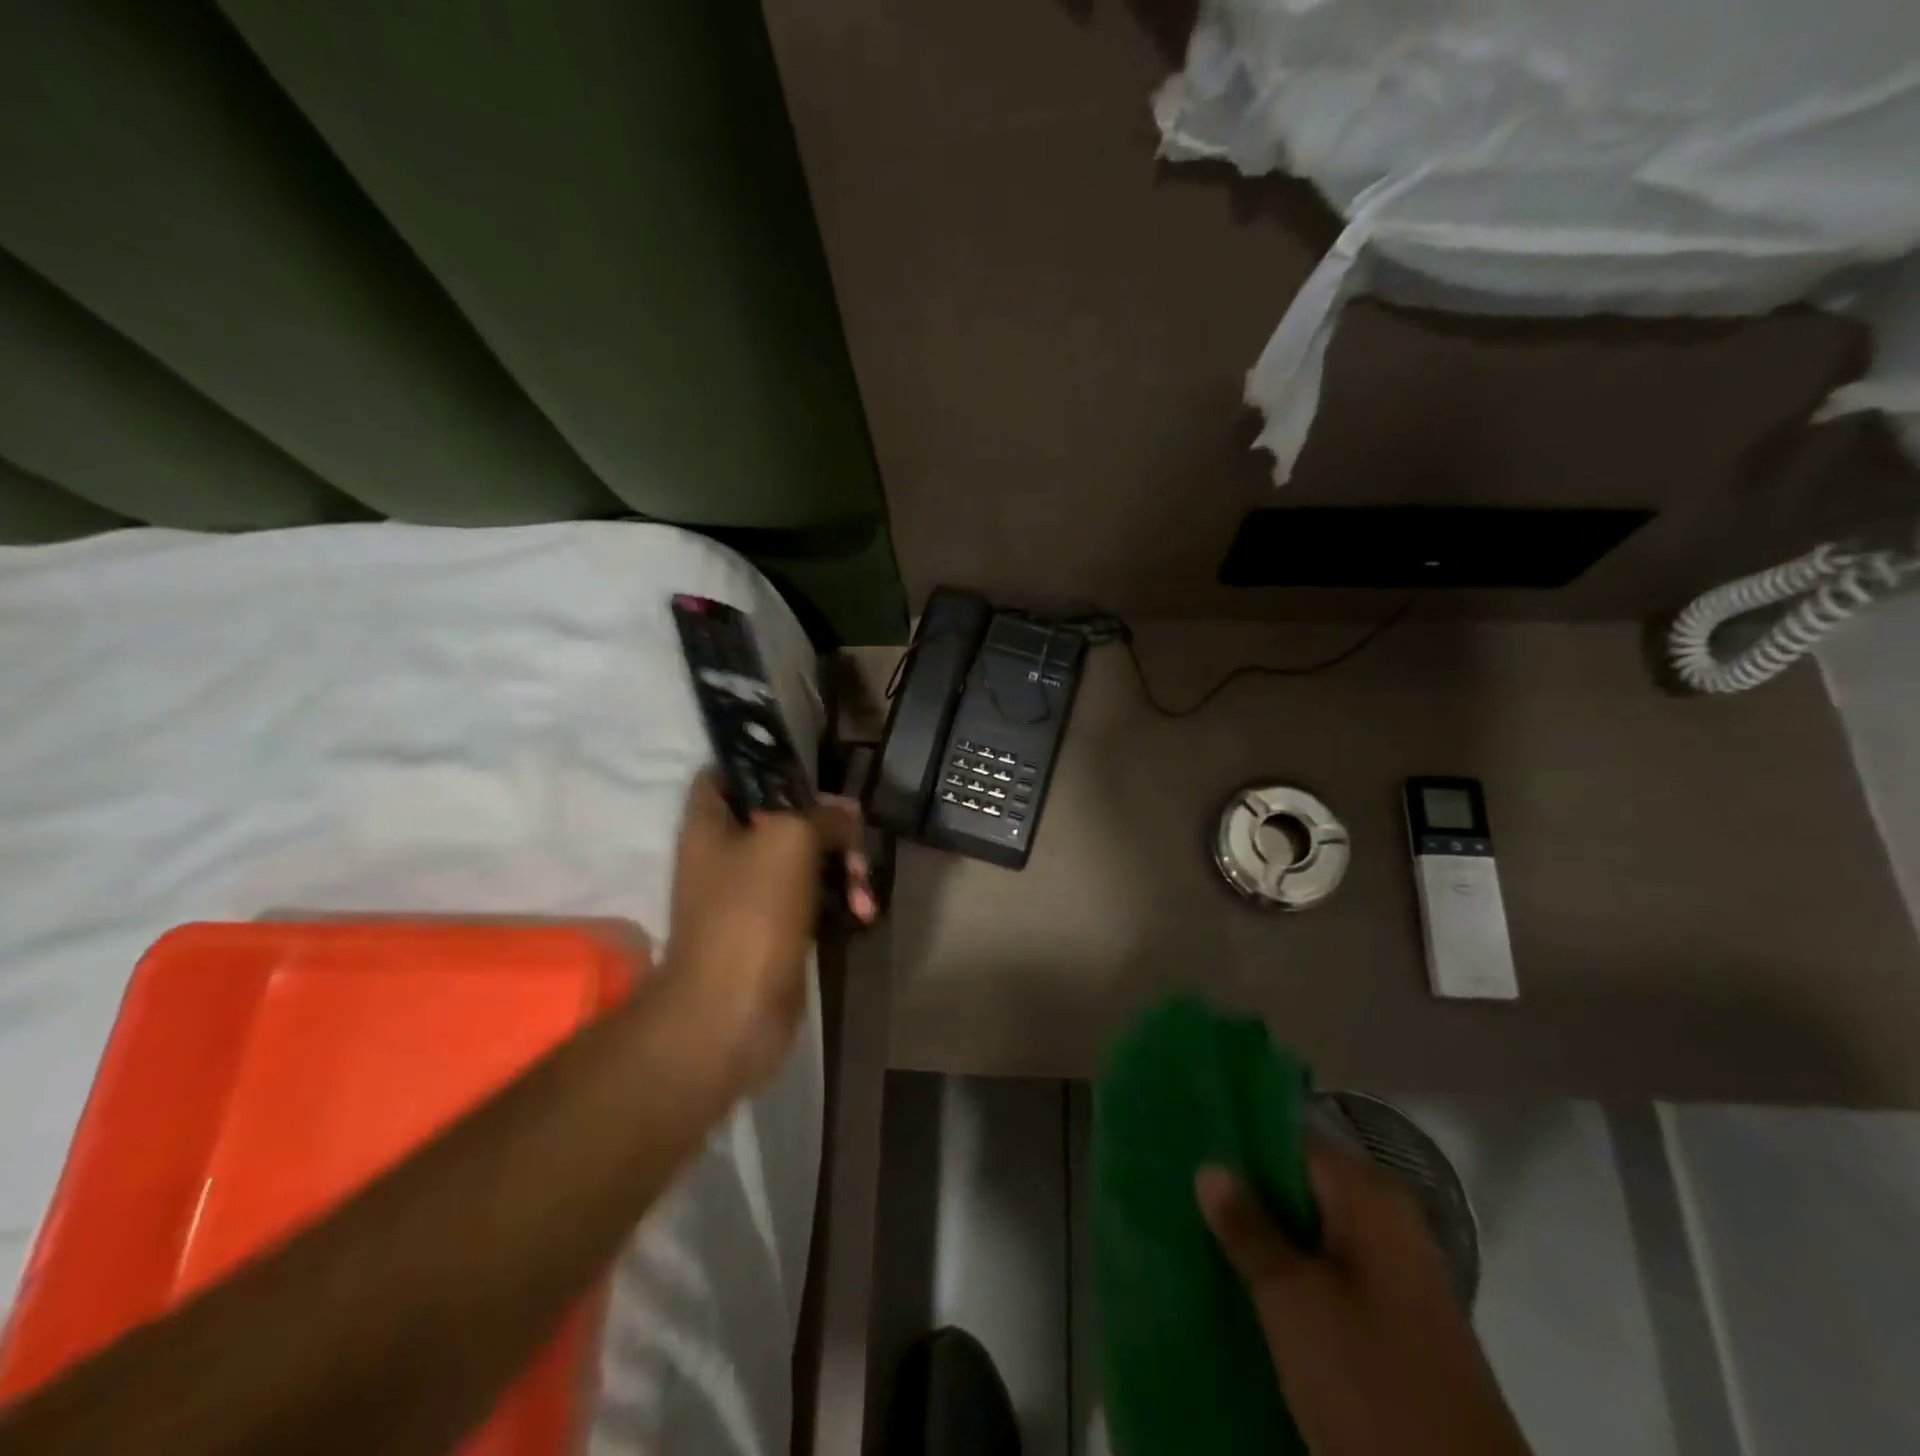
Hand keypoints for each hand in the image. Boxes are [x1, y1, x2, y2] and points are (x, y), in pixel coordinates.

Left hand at [663, 773, 872, 1089]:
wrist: (732, 1011)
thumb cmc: (750, 911)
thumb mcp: (789, 839)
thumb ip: (821, 814)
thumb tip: (845, 815)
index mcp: (710, 823)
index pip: (726, 772)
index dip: (764, 763)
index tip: (809, 771)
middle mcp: (726, 854)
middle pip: (782, 816)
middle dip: (826, 823)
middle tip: (856, 833)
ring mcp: (751, 895)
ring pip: (805, 859)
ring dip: (842, 866)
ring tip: (863, 888)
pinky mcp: (777, 929)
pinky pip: (814, 898)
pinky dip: (840, 900)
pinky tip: (863, 912)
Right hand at [1196, 1138, 1530, 1455]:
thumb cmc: (1371, 1382)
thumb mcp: (1293, 1302)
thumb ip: (1249, 1228)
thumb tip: (1210, 1167)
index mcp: (1369, 1195)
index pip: (1291, 1137)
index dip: (1239, 1138)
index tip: (1190, 1145)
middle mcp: (1387, 1219)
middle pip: (1300, 1182)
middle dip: (1246, 1189)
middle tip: (1183, 1190)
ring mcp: (1395, 1271)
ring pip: (1311, 1229)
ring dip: (1264, 1233)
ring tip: (1201, 1231)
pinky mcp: (1394, 1318)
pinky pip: (1327, 1269)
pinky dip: (1289, 1270)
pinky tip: (1245, 1281)